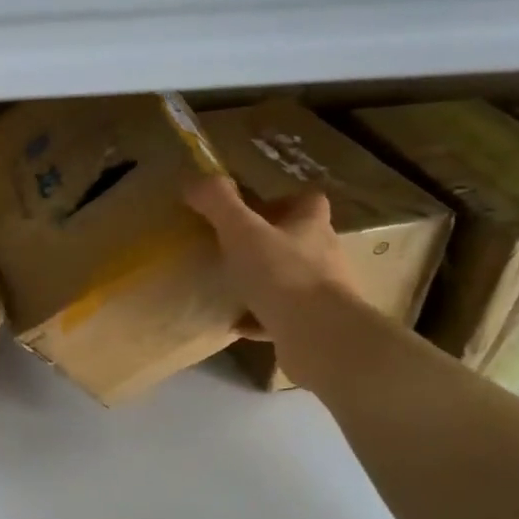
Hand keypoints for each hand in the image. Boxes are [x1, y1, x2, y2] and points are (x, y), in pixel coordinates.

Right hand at [184, 176, 359, 344]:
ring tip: (232, 284)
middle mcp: (323, 255)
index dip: (283, 200)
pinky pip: (282, 317)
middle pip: (300, 239)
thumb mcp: (241, 232)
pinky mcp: (313, 326)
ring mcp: (322, 293)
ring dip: (266, 280)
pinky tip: (235, 323)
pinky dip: (259, 318)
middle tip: (235, 246)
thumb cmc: (283, 275)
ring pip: (292, 278)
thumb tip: (194, 180)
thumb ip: (218, 203)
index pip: (308, 200)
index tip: (253, 209)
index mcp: (311, 226)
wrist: (320, 338)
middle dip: (270, 241)